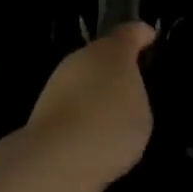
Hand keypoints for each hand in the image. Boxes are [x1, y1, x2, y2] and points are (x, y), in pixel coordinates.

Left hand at [29, 23, 155, 184]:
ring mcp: (57, 82)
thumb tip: (122, 95)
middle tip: (133, 88)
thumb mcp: (142, 112)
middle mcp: (81, 59)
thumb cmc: (111, 125)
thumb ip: (135, 96)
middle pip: (102, 56)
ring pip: (84, 80)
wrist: (57, 157)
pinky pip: (72, 104)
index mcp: (112, 52)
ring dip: (96, 92)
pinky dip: (82, 114)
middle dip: (116, 69)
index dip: (141, 35)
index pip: (129, 34)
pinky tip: (93, 135)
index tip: (150, 37)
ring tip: (113, 118)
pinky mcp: (42, 109)